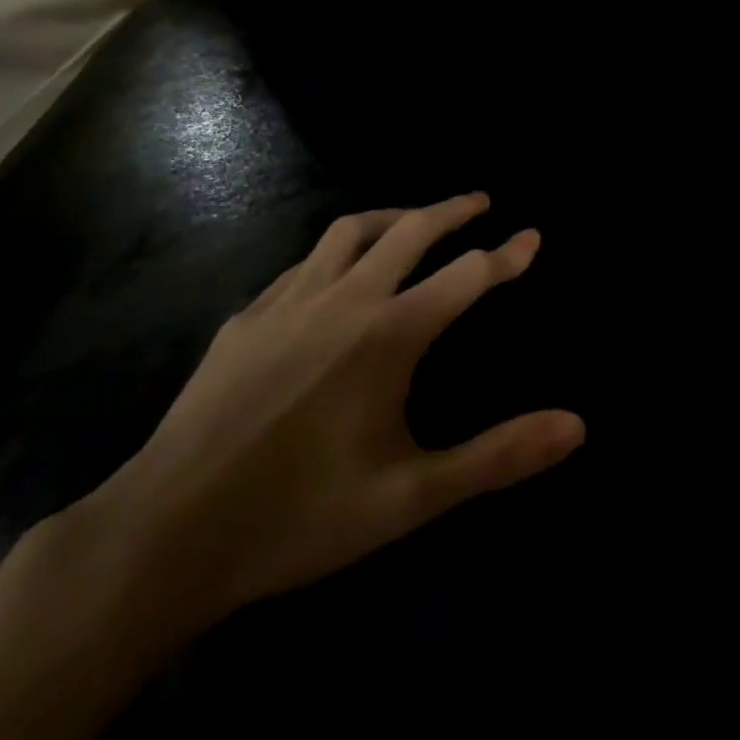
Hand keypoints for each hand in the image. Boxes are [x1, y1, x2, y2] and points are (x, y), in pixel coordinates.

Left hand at [74, 194, 583, 636]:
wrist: (163, 537)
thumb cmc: (299, 516)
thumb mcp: (411, 497)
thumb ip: (498, 455)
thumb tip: (577, 425)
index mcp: (389, 334)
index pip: (467, 276)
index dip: (507, 255)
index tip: (533, 236)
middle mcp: (345, 300)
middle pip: (411, 231)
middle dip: (452, 210)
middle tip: (480, 201)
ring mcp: (289, 302)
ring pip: (350, 231)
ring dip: (393, 217)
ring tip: (414, 220)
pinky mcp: (246, 319)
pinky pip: (304, 263)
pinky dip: (336, 252)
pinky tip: (333, 273)